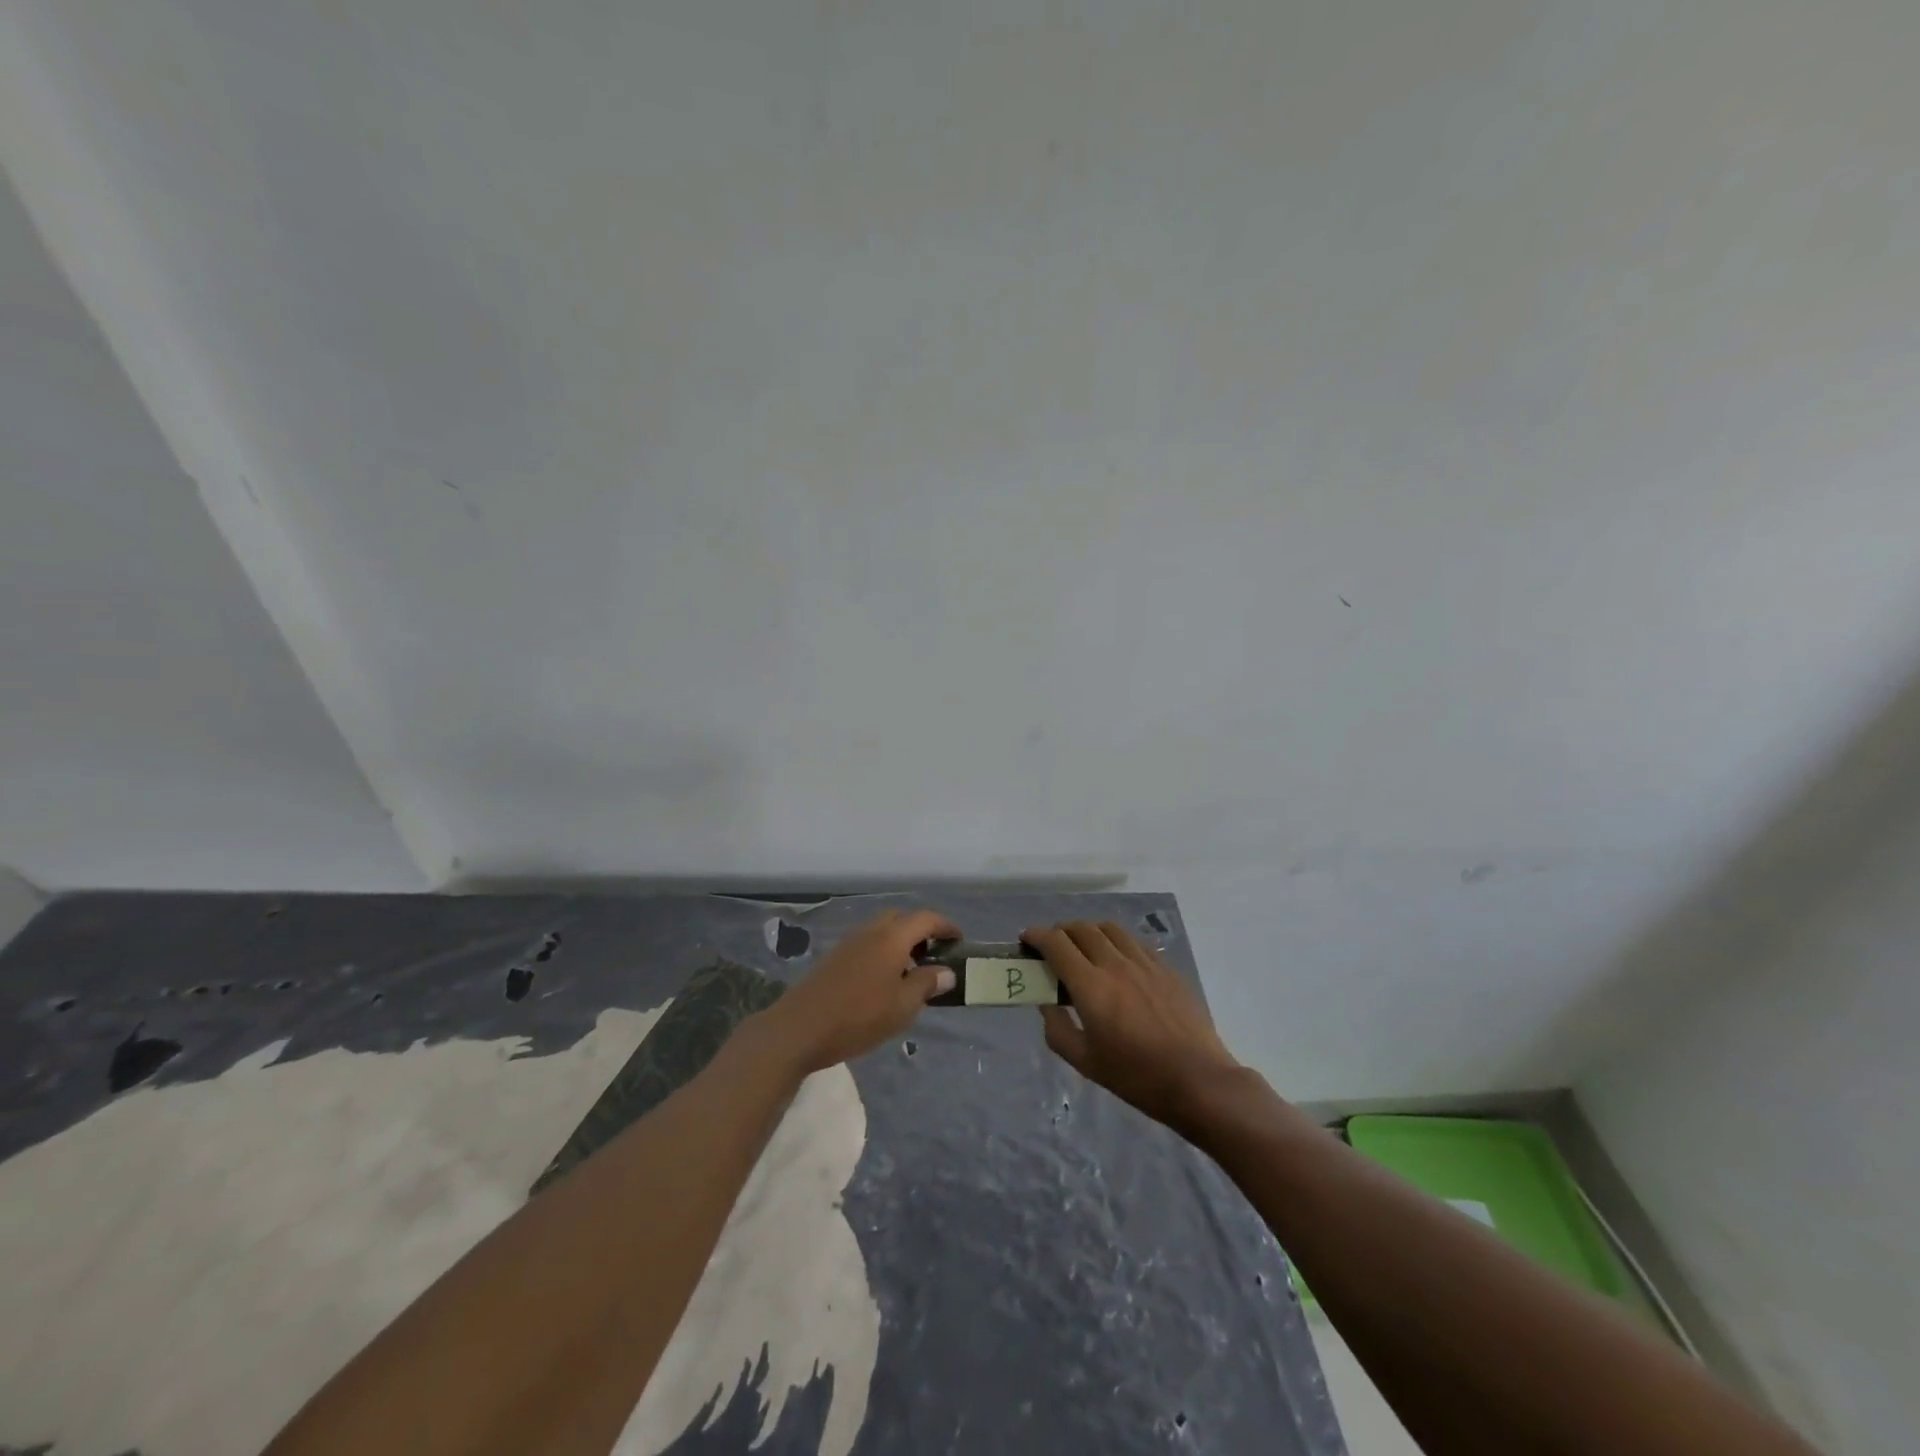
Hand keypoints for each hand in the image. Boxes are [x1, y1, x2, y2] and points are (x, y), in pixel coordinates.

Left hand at [757, 909, 959, 1074]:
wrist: (799, 1028)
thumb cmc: (858, 1016)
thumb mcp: (903, 1006)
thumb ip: (926, 984)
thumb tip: (946, 971)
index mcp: (891, 938)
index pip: (925, 919)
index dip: (945, 926)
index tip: (959, 940)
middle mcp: (870, 932)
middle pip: (901, 919)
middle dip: (921, 932)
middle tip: (934, 956)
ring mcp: (849, 943)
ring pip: (882, 932)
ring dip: (900, 943)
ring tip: (911, 974)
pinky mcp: (834, 958)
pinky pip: (867, 944)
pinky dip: (882, 953)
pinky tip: (883, 983)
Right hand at [1024, 921, 1239, 1130]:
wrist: (1197, 1080)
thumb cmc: (1136, 1076)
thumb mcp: (1086, 1062)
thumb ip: (1058, 1029)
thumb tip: (1047, 1004)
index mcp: (1091, 986)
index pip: (1057, 944)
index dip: (1037, 936)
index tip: (1026, 939)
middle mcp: (1115, 964)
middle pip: (1081, 929)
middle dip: (1060, 931)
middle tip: (1052, 945)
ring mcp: (1144, 962)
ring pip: (1110, 929)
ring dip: (1089, 931)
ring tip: (1084, 946)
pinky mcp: (1166, 968)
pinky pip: (1135, 942)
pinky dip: (1117, 942)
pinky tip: (1118, 960)